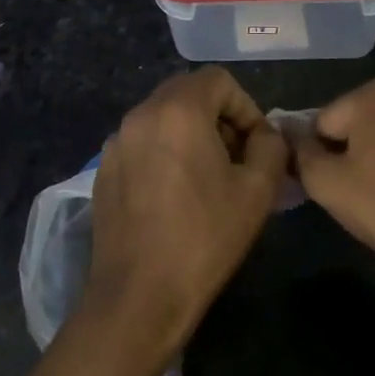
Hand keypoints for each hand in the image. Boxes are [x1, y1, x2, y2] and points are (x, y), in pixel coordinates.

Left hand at [83, 68, 288, 358]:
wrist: (138, 295)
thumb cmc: (204, 237)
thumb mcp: (258, 191)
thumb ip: (271, 147)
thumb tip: (264, 135)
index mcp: (178, 110)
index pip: (218, 80)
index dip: (245, 107)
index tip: (256, 146)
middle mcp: (141, 114)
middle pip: (188, 93)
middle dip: (218, 118)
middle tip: (236, 160)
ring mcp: (116, 141)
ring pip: (163, 117)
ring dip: (191, 134)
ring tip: (207, 179)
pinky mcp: (104, 169)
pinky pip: (142, 143)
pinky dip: (164, 153)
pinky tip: (174, 197)